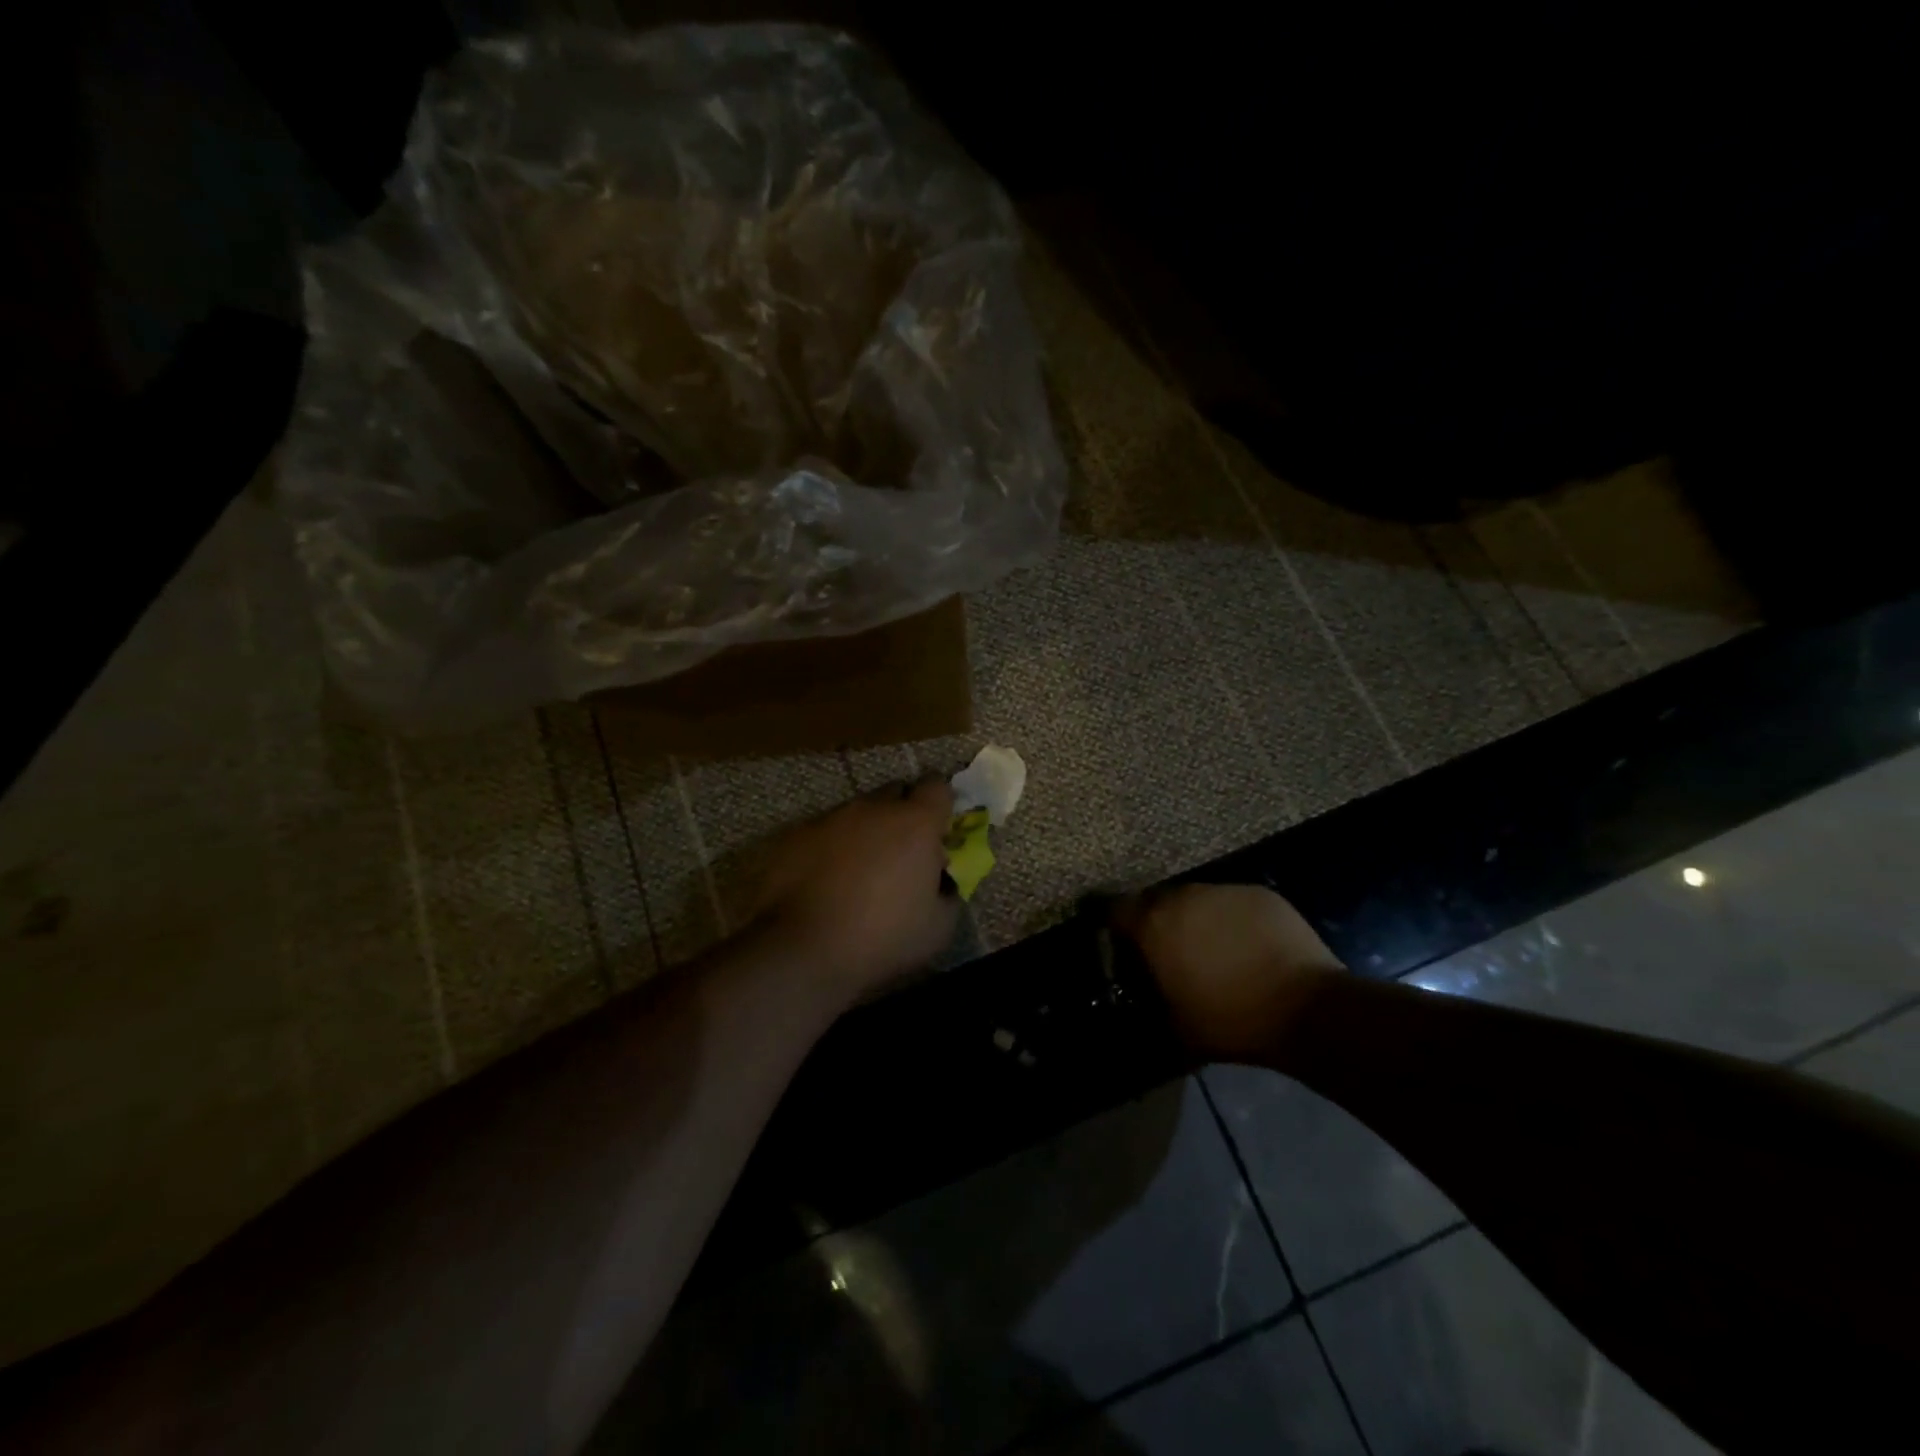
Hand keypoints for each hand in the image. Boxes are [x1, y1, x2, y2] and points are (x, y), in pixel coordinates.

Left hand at [752, 780, 959, 999]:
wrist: (799, 949)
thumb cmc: (880, 937)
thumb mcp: (938, 928)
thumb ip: (949, 893)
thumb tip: (942, 880)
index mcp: (915, 823)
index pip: (937, 787)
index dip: (940, 805)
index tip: (938, 832)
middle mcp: (872, 808)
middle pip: (895, 792)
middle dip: (903, 815)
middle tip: (901, 854)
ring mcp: (829, 818)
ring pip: (857, 813)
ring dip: (864, 833)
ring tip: (857, 874)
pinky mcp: (794, 834)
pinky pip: (822, 832)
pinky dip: (830, 849)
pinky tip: (824, 883)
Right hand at [1116, 884, 1343, 1060]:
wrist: (1308, 1009)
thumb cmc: (1232, 1022)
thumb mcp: (1175, 1026)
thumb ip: (1149, 1000)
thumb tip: (1141, 995)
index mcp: (1154, 925)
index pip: (1114, 910)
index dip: (1114, 927)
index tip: (1122, 947)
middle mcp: (1183, 896)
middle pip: (1155, 901)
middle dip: (1157, 922)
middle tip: (1169, 952)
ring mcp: (1224, 890)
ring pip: (1195, 898)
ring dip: (1194, 918)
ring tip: (1211, 949)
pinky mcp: (1259, 893)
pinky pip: (1232, 902)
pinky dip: (1231, 919)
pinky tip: (1247, 946)